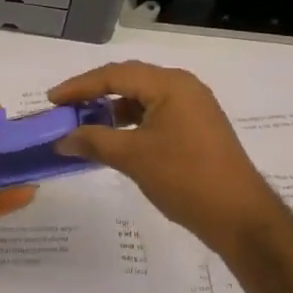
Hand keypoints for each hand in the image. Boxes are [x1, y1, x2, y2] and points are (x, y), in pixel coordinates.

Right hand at [48, 61, 286, 257]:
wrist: (240, 217)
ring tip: (85, 124)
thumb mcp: (133, 158)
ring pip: (142, 98)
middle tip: (65, 108)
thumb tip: (62, 139)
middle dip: (94, 94)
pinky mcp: (197, 128)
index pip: (115, 75)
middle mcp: (183, 87)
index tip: (52, 100)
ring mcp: (193, 107)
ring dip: (112, 109)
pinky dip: (131, 122)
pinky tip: (114, 139)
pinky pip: (155, 114)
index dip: (79, 86)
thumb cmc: (185, 178)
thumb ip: (94, 142)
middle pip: (129, 81)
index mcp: (170, 84)